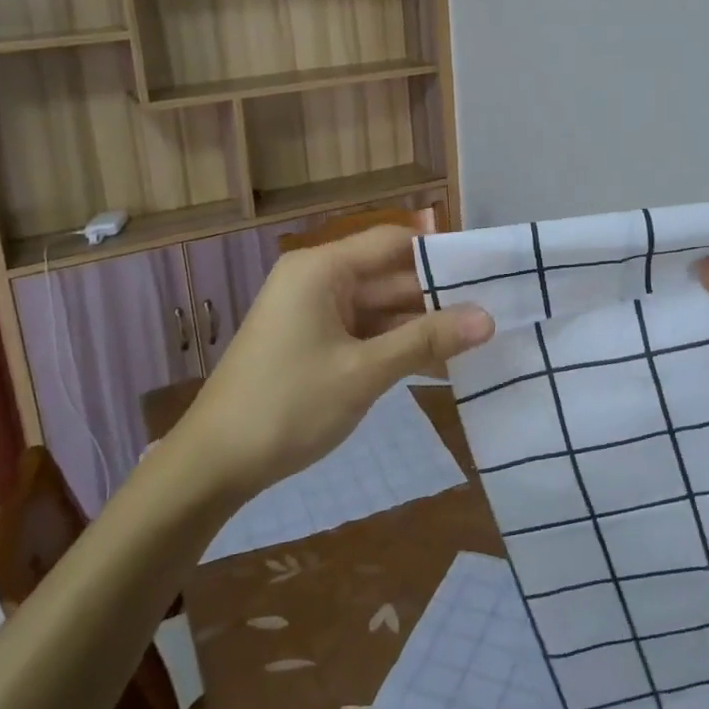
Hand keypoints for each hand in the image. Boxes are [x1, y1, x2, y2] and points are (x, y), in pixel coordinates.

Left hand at [179, 226, 493, 500]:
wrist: (213, 465)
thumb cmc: (288, 406)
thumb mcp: (363, 372)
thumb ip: (426, 340)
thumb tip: (488, 317)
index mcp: (323, 268)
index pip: (394, 242)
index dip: (441, 253)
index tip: (489, 269)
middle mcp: (318, 280)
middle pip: (389, 276)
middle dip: (438, 296)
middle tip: (495, 309)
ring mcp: (314, 314)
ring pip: (380, 308)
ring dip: (421, 325)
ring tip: (480, 338)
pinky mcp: (314, 344)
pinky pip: (365, 333)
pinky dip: (397, 346)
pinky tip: (440, 363)